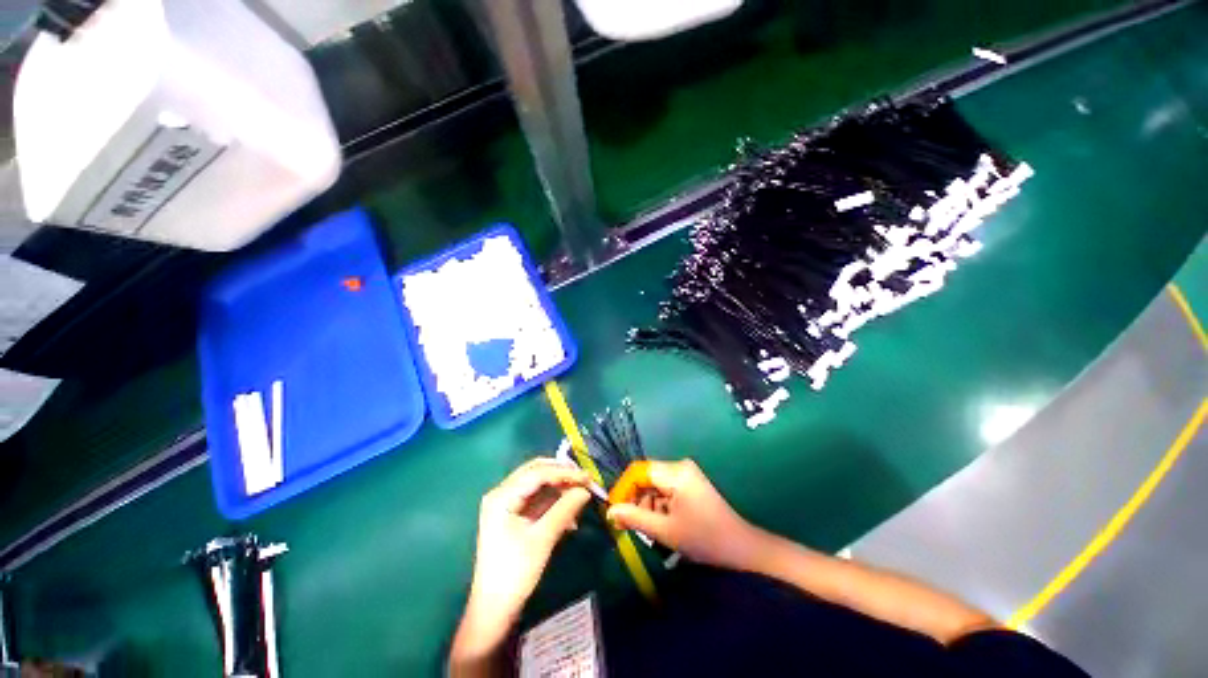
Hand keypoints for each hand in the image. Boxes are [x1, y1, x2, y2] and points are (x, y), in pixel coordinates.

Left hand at [455, 458, 591, 663]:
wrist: (494, 610)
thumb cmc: (514, 574)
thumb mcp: (542, 539)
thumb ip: (565, 509)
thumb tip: (586, 490)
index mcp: (502, 496)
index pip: (537, 473)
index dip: (564, 473)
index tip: (588, 477)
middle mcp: (502, 493)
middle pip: (536, 472)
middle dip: (561, 474)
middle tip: (584, 480)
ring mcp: (507, 504)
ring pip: (538, 484)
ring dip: (560, 488)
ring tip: (581, 495)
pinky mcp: (513, 516)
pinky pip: (537, 499)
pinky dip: (554, 501)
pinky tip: (570, 511)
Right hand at [606, 459, 760, 570]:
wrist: (740, 547)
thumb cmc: (703, 538)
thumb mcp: (665, 531)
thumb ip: (634, 518)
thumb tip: (609, 512)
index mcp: (675, 473)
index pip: (638, 471)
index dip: (623, 489)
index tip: (613, 511)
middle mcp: (679, 467)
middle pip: (646, 478)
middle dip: (636, 501)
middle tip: (629, 526)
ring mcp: (686, 474)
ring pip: (654, 486)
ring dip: (648, 506)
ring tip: (651, 530)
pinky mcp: (690, 483)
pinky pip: (665, 490)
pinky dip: (659, 506)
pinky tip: (663, 524)